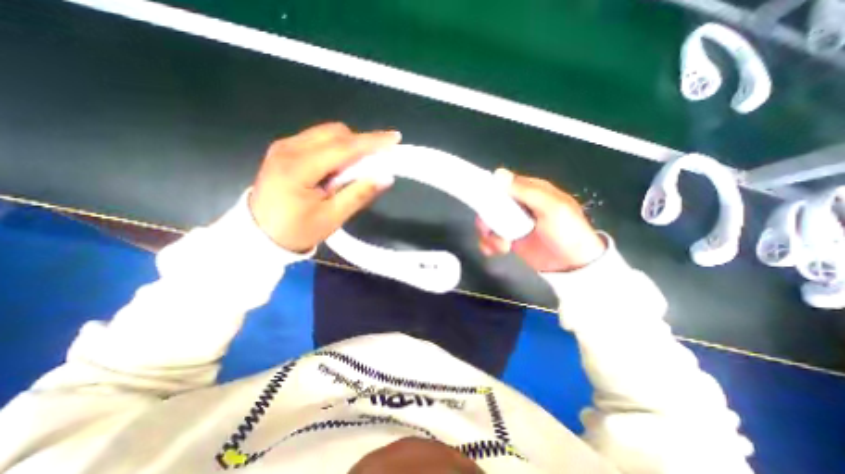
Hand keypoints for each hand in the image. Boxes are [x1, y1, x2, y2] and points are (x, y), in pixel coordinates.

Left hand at [248, 124, 399, 253]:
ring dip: (348, 147)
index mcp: (298, 168)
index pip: (343, 148)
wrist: (259, 236)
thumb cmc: (297, 230)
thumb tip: (385, 177)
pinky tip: (338, 168)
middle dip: (360, 144)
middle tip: (375, 163)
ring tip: (354, 170)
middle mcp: (289, 148)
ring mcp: (284, 146)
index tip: (394, 138)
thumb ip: (359, 194)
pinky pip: (318, 140)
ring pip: (327, 134)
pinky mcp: (284, 149)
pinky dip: (336, 149)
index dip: (371, 142)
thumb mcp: (332, 217)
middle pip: (335, 133)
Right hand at [474, 168, 606, 272]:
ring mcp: (512, 223)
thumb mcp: (552, 208)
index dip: (490, 191)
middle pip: (490, 204)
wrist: (573, 266)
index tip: (484, 203)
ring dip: (488, 234)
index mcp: (530, 191)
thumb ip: (526, 191)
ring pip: (487, 221)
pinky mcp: (508, 238)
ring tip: (502, 245)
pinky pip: (490, 237)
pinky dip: (488, 244)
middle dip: (487, 217)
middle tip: (490, 229)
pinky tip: (496, 250)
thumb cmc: (568, 233)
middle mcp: (518, 205)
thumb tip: (498, 174)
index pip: (503, 184)